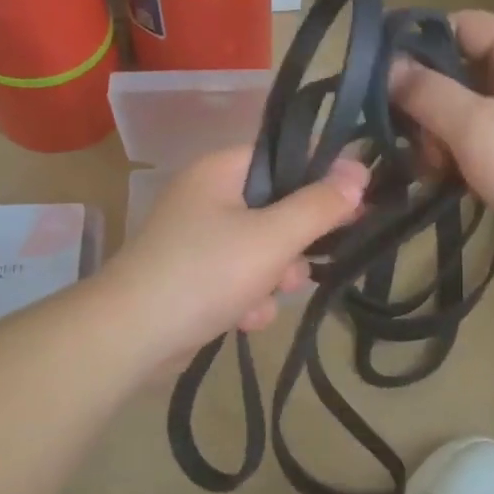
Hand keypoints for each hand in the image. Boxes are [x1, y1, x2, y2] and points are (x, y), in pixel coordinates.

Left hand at [100, 146, 368, 368]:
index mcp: (220, 171)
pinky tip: (243, 320)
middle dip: (293, 244)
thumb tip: (359, 170)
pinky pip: (238, 279)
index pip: (282, 156)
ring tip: (264, 299)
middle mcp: (207, 198)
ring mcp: (197, 240)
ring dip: (272, 279)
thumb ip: (319, 206)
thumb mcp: (273, 237)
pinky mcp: (193, 278)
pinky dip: (247, 299)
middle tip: (304, 262)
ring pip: (261, 250)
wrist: (133, 336)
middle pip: (276, 208)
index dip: (321, 176)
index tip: (354, 202)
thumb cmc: (206, 273)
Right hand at [392, 11, 493, 279]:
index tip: (379, 87)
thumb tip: (386, 67)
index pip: (455, 26)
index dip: (414, 49)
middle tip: (413, 147)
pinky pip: (484, 138)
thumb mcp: (477, 128)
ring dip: (441, 138)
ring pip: (467, 109)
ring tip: (432, 172)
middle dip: (427, 106)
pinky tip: (449, 182)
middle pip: (457, 70)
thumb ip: (427, 94)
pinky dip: (462, 156)